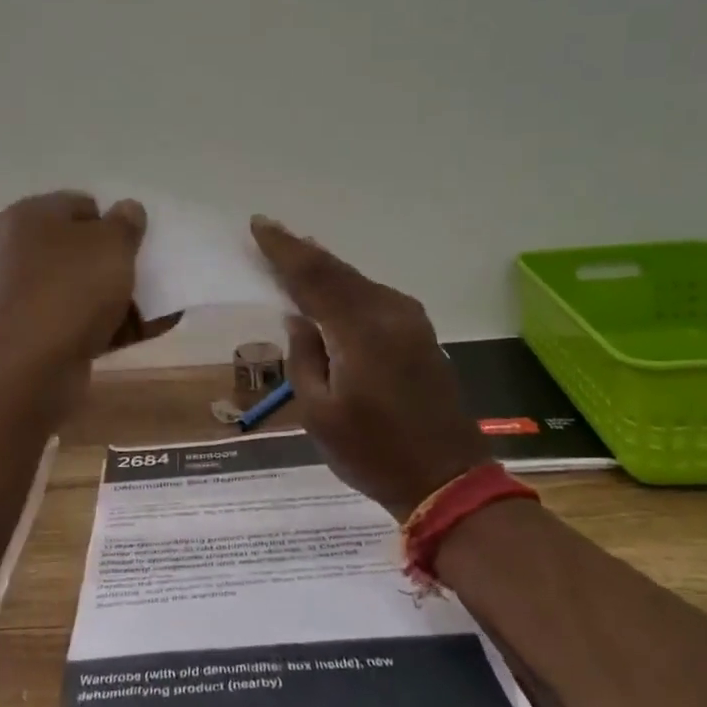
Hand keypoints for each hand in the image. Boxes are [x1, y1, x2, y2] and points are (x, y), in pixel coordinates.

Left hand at [0, 192, 167, 381]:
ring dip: (122, 295)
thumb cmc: (70, 287)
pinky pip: (83, 322)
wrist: (27, 367)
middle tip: (150, 271)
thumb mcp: (111, 243)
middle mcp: (20, 252)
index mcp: (30, 217)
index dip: (113, 219)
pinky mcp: (36, 336)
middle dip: (118, 260)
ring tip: (163, 303)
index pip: (80, 205)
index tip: (139, 241)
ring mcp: (26, 297)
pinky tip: (153, 328)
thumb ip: (126, 223)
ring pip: (84, 288)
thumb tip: (128, 208)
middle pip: (82, 249)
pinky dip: (115, 324)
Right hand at [251, 216, 487, 518]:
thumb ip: (304, 357)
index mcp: (361, 331)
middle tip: (270, 232)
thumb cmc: (373, 453)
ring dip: (324, 268)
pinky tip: (330, 288)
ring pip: (356, 281)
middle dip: (301, 251)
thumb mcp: (319, 413)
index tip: (259, 224)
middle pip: (337, 271)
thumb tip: (299, 318)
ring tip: (294, 254)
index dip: (283, 249)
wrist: (448, 481)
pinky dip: (345, 286)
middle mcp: (389, 313)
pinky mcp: (419, 333)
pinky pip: (372, 296)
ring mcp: (410, 321)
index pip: (313, 276)